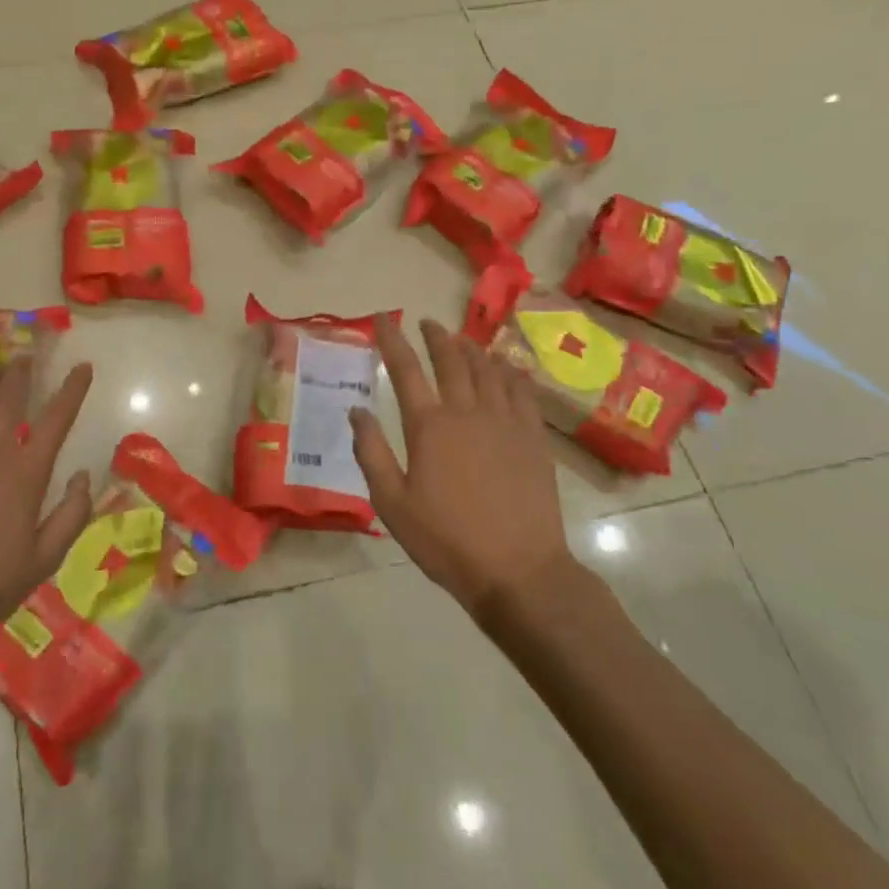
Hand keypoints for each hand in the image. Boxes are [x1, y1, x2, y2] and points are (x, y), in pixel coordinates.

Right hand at [350, 317, 574, 618]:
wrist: (518, 570)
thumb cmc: (446, 540)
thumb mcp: (391, 503)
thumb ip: (371, 452)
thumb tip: (356, 410)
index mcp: (429, 426)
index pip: (405, 369)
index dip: (391, 339)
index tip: (383, 318)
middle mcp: (467, 411)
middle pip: (450, 359)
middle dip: (435, 336)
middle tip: (425, 323)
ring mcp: (505, 421)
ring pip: (487, 369)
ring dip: (470, 348)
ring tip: (460, 339)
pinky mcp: (532, 437)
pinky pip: (521, 390)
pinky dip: (509, 371)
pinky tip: (505, 366)